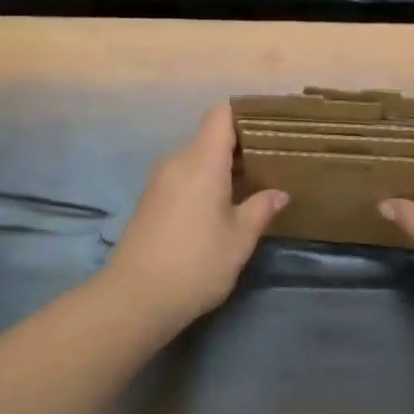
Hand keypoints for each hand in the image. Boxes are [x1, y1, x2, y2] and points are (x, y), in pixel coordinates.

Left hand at [101, 103, 287, 324]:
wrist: (134, 298)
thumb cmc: (196, 264)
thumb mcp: (239, 240)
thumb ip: (261, 209)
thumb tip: (279, 193)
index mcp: (202, 161)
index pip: (220, 115)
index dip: (244, 114)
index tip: (268, 128)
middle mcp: (177, 161)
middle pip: (208, 136)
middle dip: (238, 146)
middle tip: (267, 164)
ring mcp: (158, 180)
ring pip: (195, 158)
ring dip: (219, 167)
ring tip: (247, 187)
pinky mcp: (149, 200)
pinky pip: (182, 176)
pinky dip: (202, 182)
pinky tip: (217, 208)